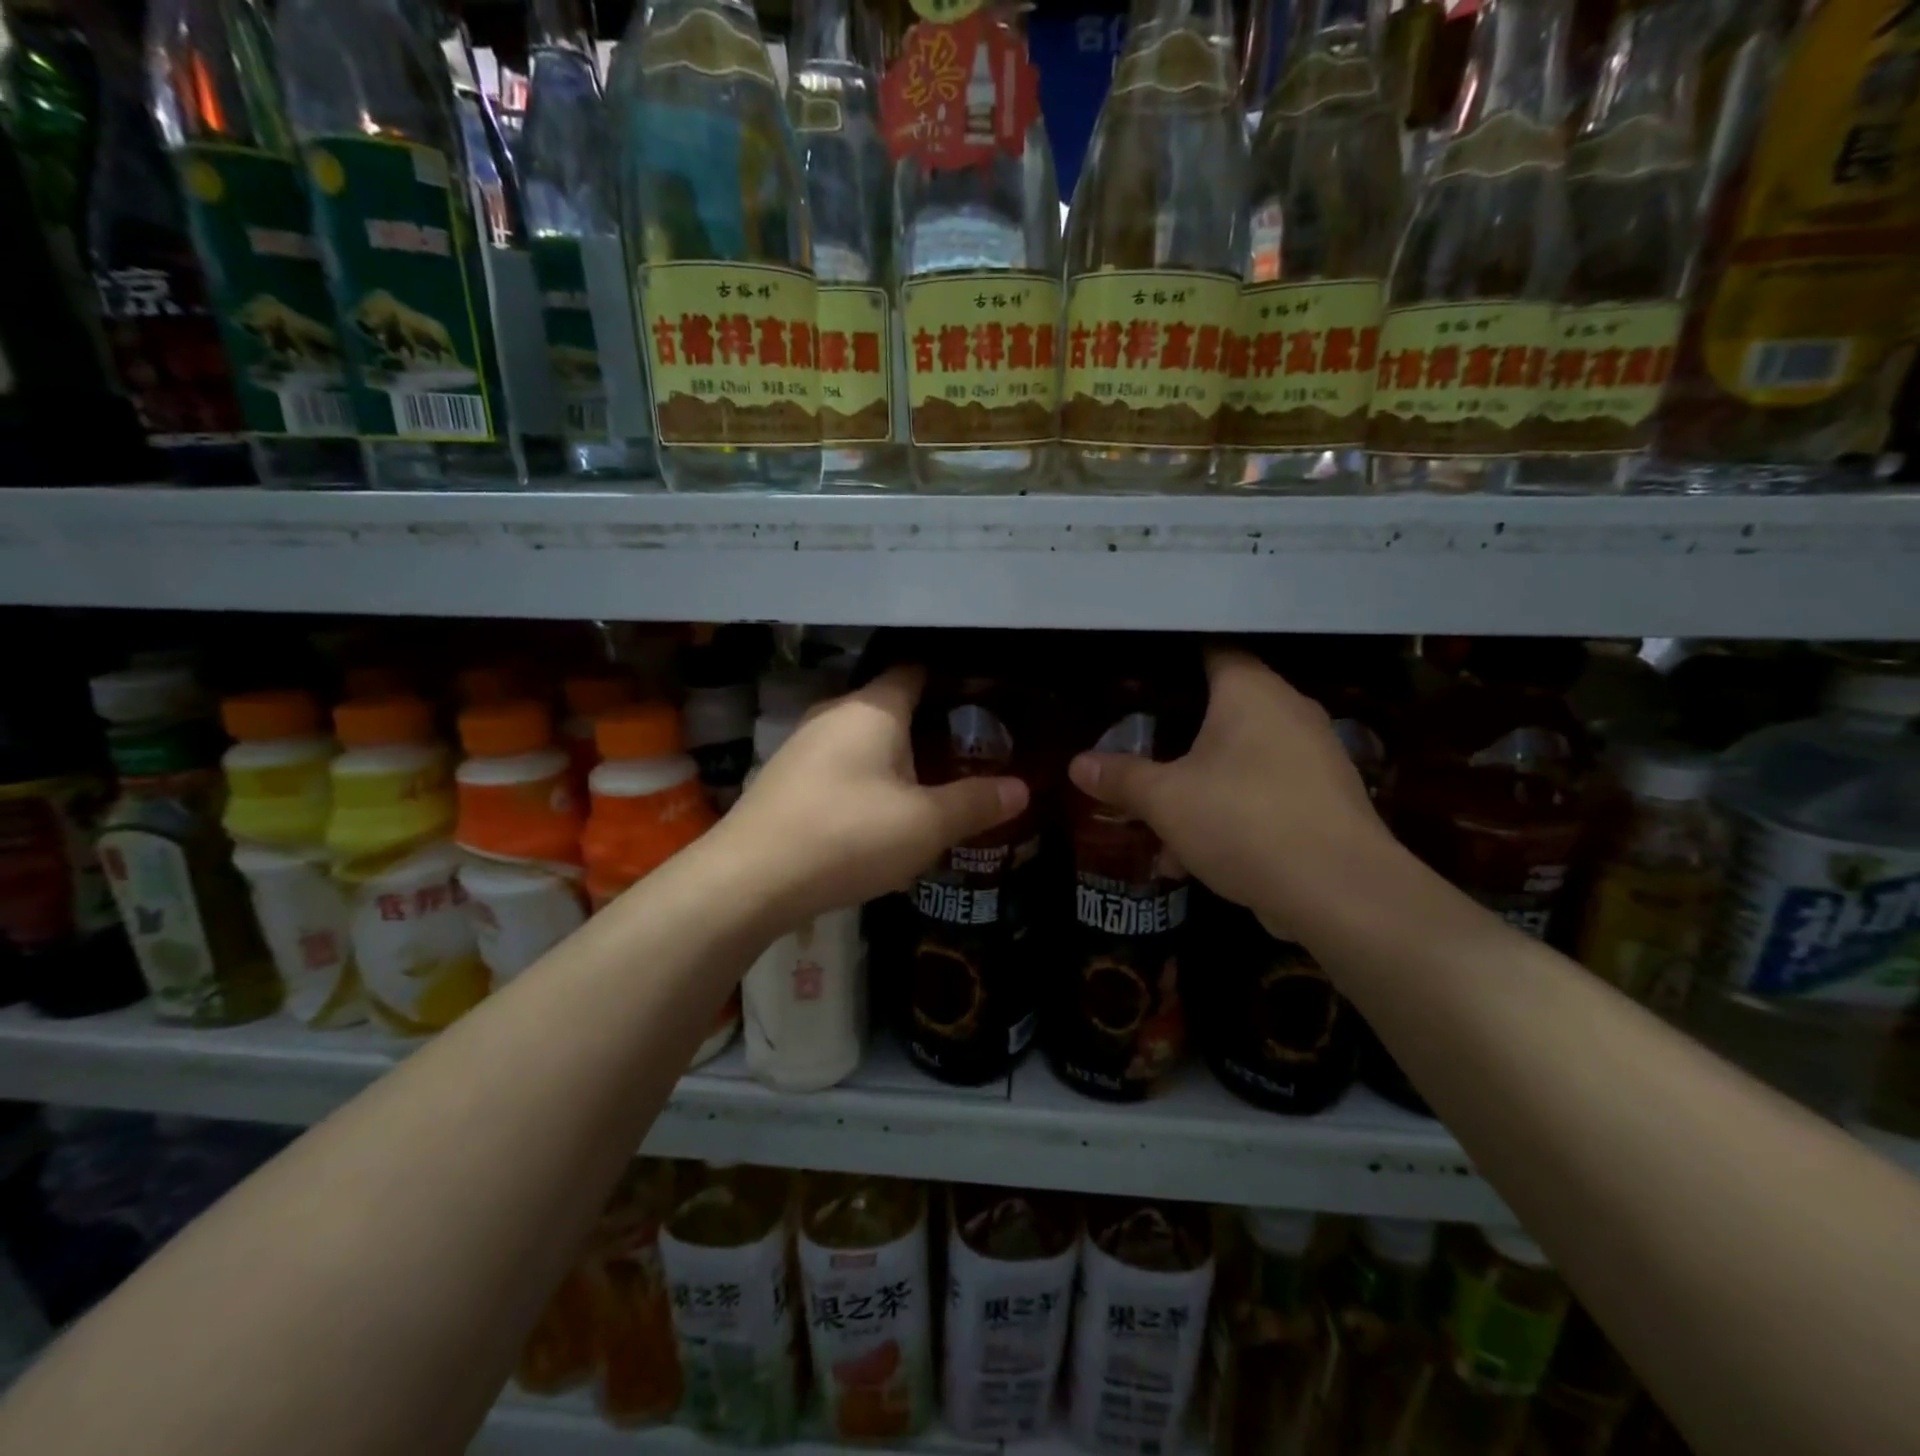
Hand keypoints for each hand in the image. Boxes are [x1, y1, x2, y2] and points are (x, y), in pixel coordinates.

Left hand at [719, 666, 1028, 929]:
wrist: (750, 879)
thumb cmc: (848, 836)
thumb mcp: (925, 824)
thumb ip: (975, 802)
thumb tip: (1023, 788)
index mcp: (873, 708)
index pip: (917, 671)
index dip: (952, 679)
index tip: (984, 700)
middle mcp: (834, 712)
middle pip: (891, 705)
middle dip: (929, 724)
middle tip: (968, 751)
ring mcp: (802, 743)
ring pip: (862, 737)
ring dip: (895, 755)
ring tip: (930, 784)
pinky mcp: (785, 776)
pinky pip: (838, 763)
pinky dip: (865, 776)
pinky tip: (877, 813)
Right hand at [1067, 647, 1397, 935]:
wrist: (1340, 891)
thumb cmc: (1243, 821)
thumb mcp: (1166, 800)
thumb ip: (1121, 778)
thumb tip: (1077, 765)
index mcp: (1251, 691)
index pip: (1212, 649)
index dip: (1174, 657)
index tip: (1138, 673)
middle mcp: (1290, 711)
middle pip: (1225, 706)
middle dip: (1180, 730)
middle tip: (1140, 742)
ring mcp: (1315, 756)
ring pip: (1243, 756)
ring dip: (1202, 780)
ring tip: (1160, 811)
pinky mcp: (1326, 800)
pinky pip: (1264, 791)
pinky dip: (1231, 809)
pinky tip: (1196, 853)